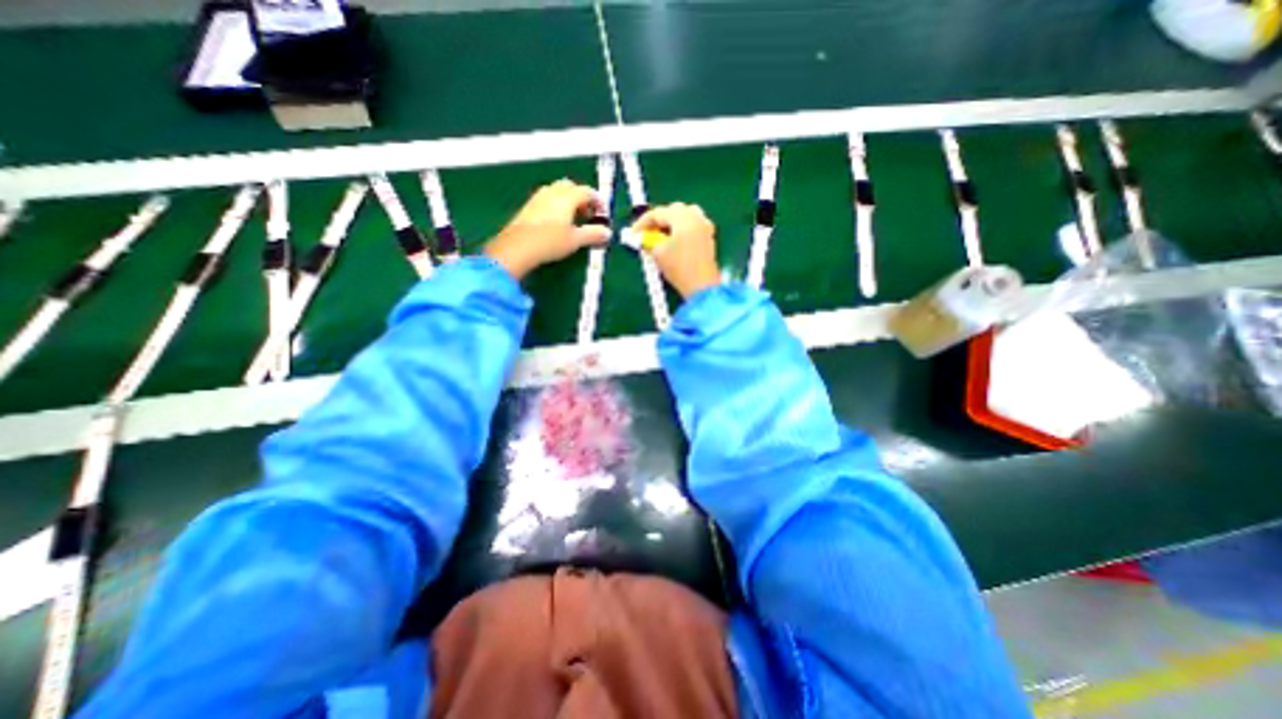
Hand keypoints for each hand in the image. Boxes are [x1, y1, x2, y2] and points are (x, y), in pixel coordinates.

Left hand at [482, 180, 607, 279]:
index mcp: (567, 197)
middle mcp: (552, 192)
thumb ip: (593, 234)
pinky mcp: (528, 207)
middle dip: (582, 198)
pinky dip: (556, 206)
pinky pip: (546, 199)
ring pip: (557, 191)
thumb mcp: (575, 240)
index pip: (587, 192)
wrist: (518, 247)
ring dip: (568, 201)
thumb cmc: (550, 242)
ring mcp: (538, 198)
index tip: (603, 213)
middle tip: (588, 214)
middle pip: (571, 187)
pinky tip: (556, 222)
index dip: (597, 201)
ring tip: (573, 219)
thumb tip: (607, 233)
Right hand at [632, 202, 718, 298]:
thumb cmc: (679, 268)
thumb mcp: (658, 253)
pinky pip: (693, 224)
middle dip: (658, 220)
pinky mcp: (709, 237)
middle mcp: (696, 217)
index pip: (657, 213)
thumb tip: (645, 237)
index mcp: (683, 218)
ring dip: (671, 222)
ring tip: (661, 235)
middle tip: (647, 233)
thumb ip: (649, 241)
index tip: (633, 233)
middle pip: (673, 210)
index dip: (642, 223)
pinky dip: (682, 227)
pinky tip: (675, 239)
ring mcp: (705, 226)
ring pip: (685, 215)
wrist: (702, 286)